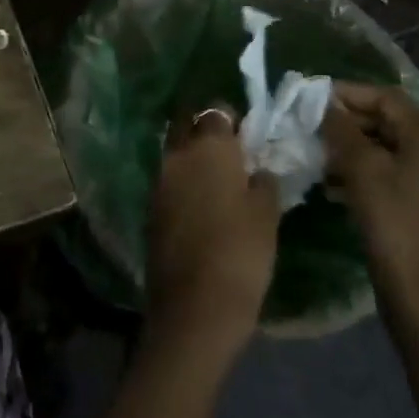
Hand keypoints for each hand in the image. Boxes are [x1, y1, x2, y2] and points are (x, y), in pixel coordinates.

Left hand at [145, 106, 279, 358]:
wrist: (194, 305)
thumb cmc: (241, 253)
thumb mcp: (267, 214)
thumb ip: (263, 182)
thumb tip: (257, 170)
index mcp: (208, 147)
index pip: (217, 111)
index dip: (233, 119)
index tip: (248, 134)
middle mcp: (177, 155)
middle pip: (187, 125)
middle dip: (205, 130)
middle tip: (230, 151)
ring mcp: (158, 180)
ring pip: (175, 152)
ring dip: (192, 156)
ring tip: (218, 177)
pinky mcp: (151, 207)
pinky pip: (169, 180)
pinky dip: (183, 181)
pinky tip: (202, 201)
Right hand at [323, 83, 418, 323]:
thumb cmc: (391, 220)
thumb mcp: (360, 168)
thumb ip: (341, 129)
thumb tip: (327, 106)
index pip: (386, 98)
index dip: (347, 93)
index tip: (312, 97)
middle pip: (392, 122)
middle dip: (350, 123)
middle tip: (313, 128)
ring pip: (394, 149)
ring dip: (357, 149)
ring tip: (321, 157)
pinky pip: (401, 173)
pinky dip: (371, 171)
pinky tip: (339, 184)